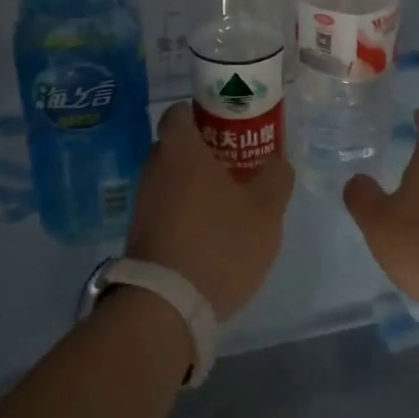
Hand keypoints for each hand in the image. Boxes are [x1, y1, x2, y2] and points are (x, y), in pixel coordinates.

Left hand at [126, 103, 292, 321]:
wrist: (167, 305)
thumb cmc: (219, 243)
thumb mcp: (265, 211)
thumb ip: (276, 178)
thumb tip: (277, 163)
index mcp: (180, 150)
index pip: (180, 112)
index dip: (204, 113)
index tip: (230, 124)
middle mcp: (154, 168)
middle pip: (178, 146)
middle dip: (205, 151)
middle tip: (239, 163)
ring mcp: (143, 202)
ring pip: (172, 178)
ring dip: (196, 184)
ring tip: (230, 200)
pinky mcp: (141, 233)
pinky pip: (166, 207)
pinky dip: (186, 210)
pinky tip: (212, 231)